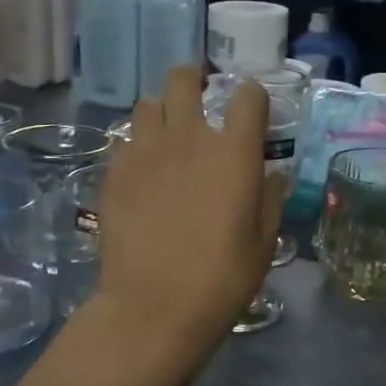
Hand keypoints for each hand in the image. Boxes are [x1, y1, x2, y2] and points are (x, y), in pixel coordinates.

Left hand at [85, 65, 283, 379]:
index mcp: (233, 151)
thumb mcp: (263, 243)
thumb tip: (271, 175)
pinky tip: (142, 170)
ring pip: (148, 104)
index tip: (251, 113)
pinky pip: (125, 140)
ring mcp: (145, 151)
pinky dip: (137, 145)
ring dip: (161, 112)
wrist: (154, 307)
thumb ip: (269, 199)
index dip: (252, 98)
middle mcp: (188, 137)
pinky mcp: (114, 171)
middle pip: (184, 79)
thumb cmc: (221, 279)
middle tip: (199, 100)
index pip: (248, 95)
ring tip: (167, 135)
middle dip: (194, 80)